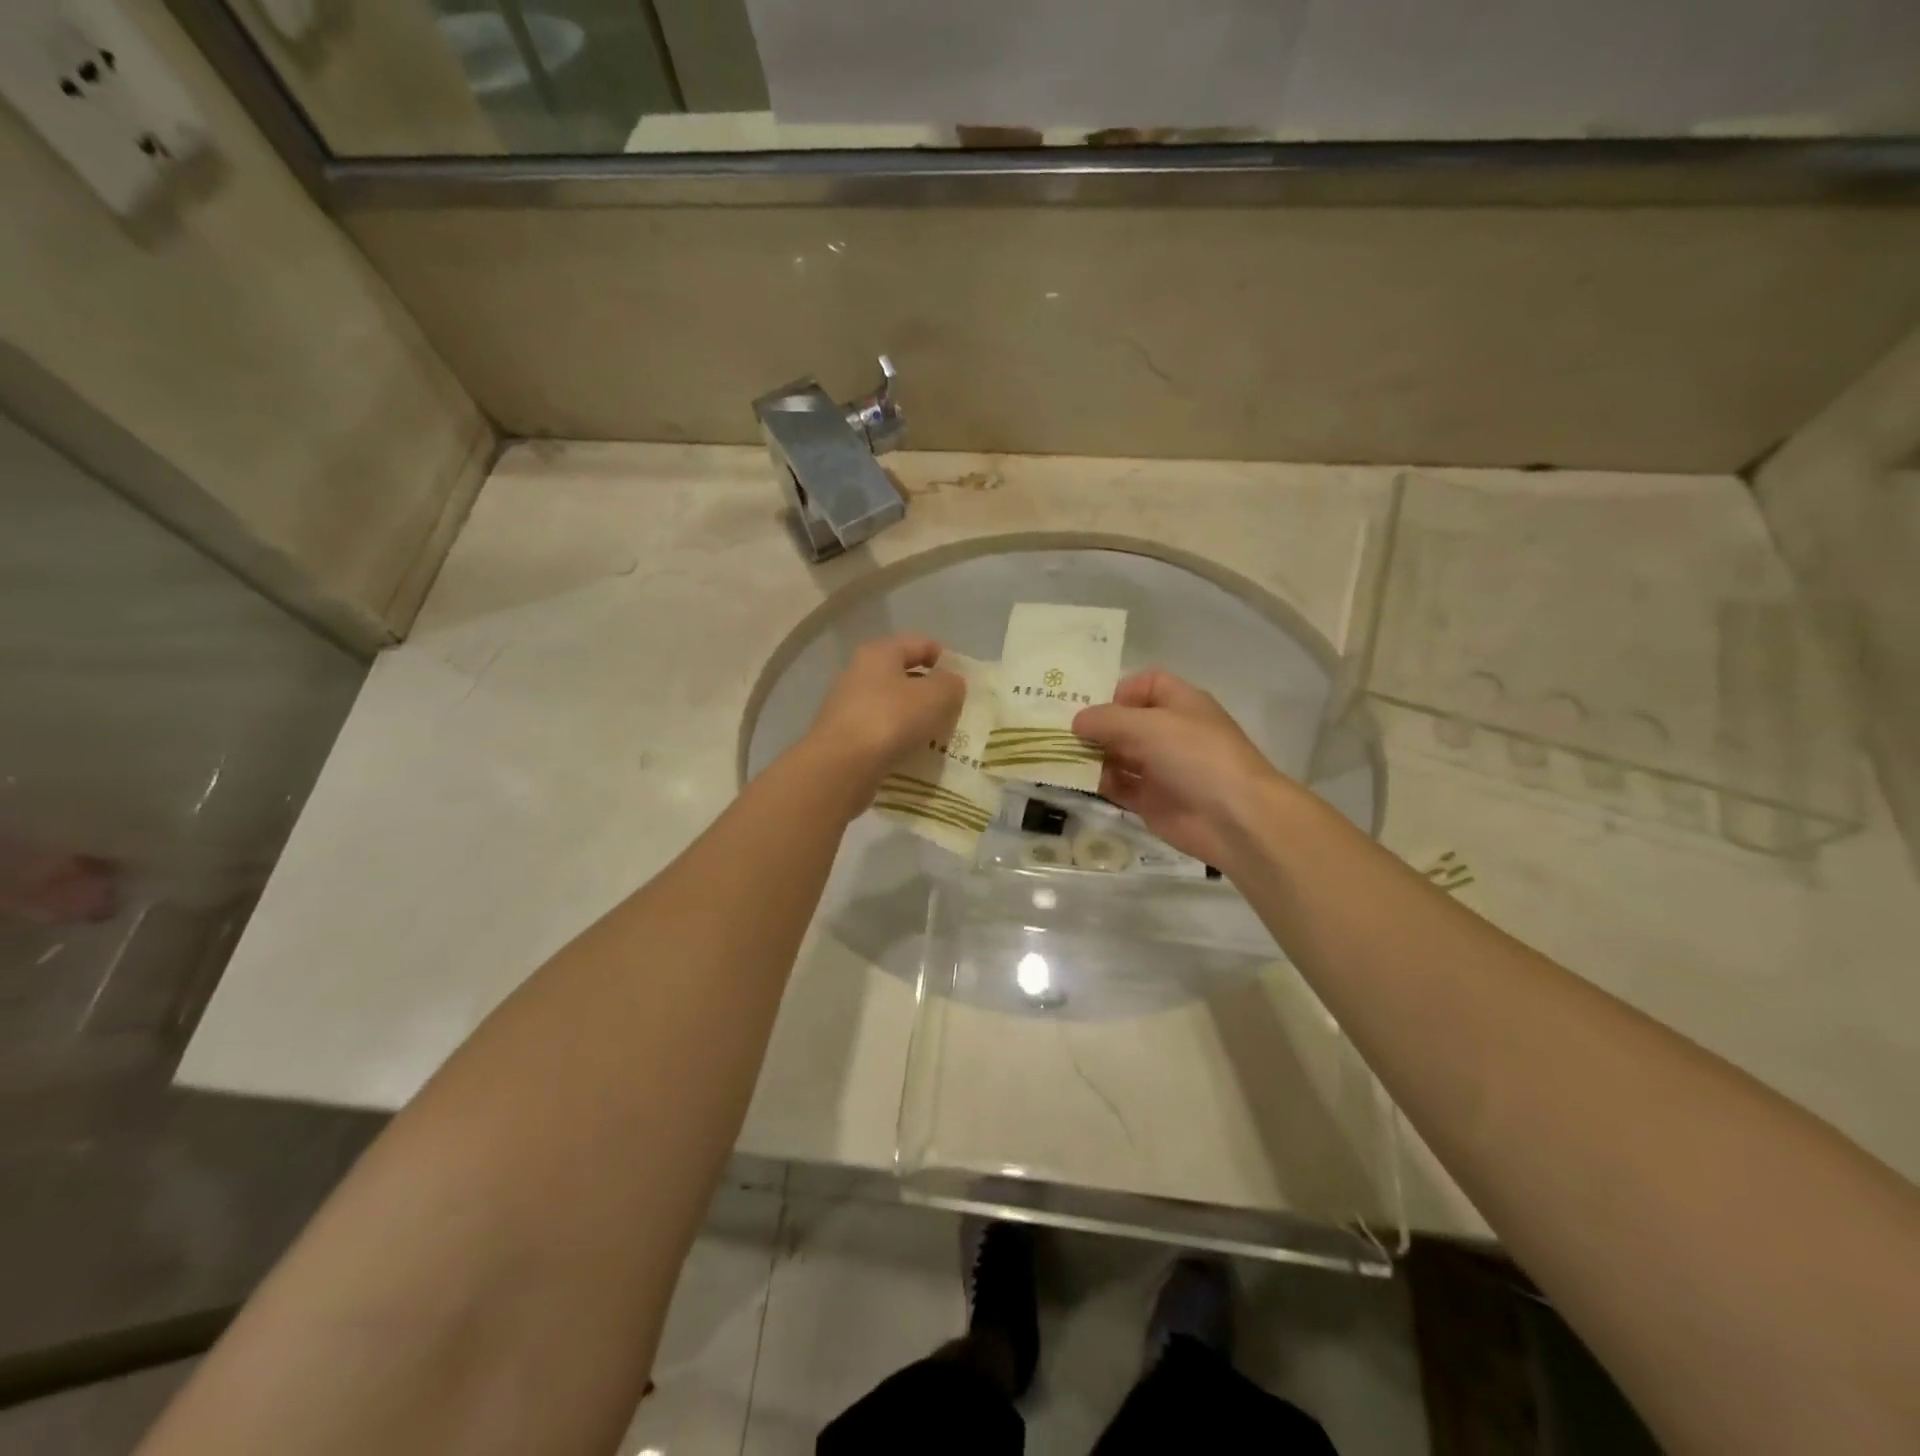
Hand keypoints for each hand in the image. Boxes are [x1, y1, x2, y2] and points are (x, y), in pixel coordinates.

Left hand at [799, 634, 965, 800]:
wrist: (841, 766)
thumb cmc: (890, 719)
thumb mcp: (936, 696)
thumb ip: (951, 684)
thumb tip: (950, 683)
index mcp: (879, 652)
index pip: (920, 644)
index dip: (945, 659)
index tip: (963, 684)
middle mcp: (859, 672)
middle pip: (904, 675)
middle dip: (930, 692)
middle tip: (953, 712)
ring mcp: (848, 705)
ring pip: (892, 705)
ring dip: (915, 718)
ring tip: (937, 737)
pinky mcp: (844, 736)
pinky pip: (881, 731)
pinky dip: (898, 739)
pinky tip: (913, 754)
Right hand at [1072, 669, 1290, 867]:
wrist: (1234, 819)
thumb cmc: (1196, 757)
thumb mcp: (1149, 726)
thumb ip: (1107, 720)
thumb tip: (1076, 721)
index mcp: (1180, 704)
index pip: (1146, 684)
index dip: (1120, 691)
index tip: (1094, 707)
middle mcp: (1169, 732)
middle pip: (1125, 721)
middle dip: (1095, 725)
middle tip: (1057, 731)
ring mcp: (1160, 768)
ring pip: (1118, 755)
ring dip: (1091, 755)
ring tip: (1058, 756)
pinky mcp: (1151, 800)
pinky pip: (1118, 786)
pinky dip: (1098, 783)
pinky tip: (1075, 781)